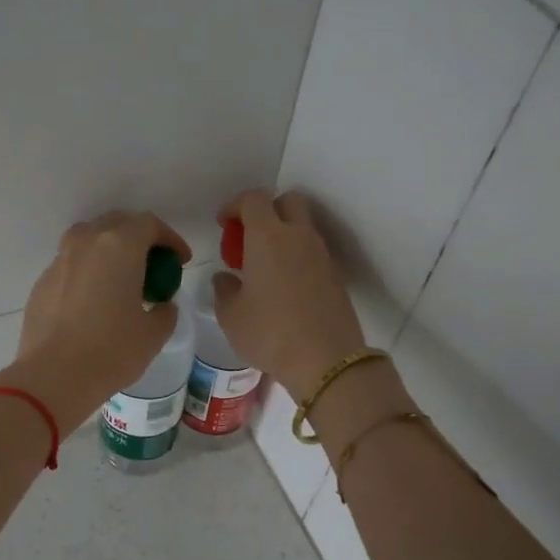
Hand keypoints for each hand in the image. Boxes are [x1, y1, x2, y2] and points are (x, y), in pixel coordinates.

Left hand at [0, 211, 191, 432]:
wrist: (54, 376)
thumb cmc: (111, 351)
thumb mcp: (153, 334)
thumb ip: (165, 311)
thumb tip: (161, 305)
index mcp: (119, 246)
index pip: (150, 225)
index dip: (170, 239)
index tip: (180, 261)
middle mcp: (86, 243)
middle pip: (116, 224)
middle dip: (138, 239)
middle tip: (151, 266)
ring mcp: (59, 261)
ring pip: (88, 240)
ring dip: (108, 251)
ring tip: (119, 278)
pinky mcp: (41, 283)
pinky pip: (70, 266)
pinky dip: (86, 273)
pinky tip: (92, 301)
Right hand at [212, 189, 366, 395]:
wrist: (326, 360)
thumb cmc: (269, 333)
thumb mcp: (231, 316)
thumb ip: (223, 290)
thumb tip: (226, 278)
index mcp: (268, 237)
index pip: (253, 200)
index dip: (235, 206)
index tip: (224, 224)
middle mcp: (298, 237)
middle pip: (287, 202)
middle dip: (266, 211)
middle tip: (248, 239)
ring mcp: (322, 255)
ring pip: (302, 228)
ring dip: (283, 236)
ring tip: (263, 268)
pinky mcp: (335, 276)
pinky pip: (312, 253)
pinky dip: (296, 258)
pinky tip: (283, 288)